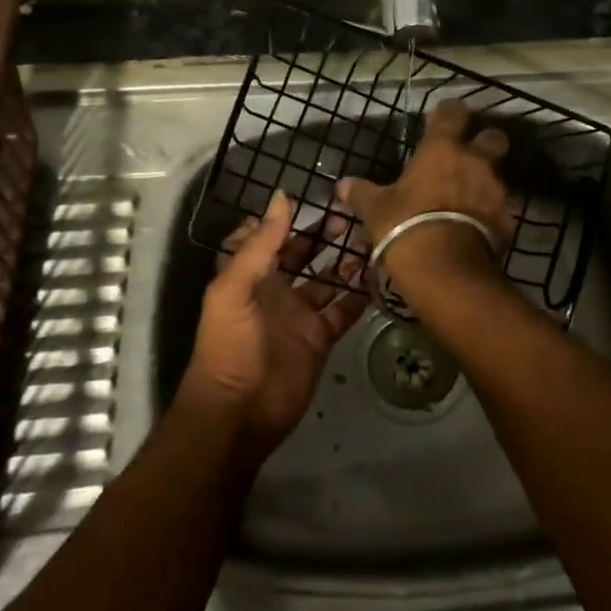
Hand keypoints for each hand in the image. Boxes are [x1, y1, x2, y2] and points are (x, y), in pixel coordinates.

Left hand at [182, 192, 368, 452]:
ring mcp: (300, 315)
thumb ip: (260, 244)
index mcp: (250, 276)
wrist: (240, 413)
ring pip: (327, 280)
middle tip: (353, 216)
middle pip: (302, 255)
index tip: (311, 199)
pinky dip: (360, 296)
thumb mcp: (235, 289)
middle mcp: (276, 291)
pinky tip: (380, 276)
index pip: (265, 238)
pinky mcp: (320, 338)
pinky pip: (344, 311)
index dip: (282, 220)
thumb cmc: (231, 345)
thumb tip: (283, 198)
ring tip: (371, 240)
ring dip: (346, 262)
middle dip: (323, 236)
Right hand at [336, 100, 513, 296]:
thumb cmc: (406, 226)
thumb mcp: (375, 210)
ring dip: (485, 182)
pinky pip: (500, 210)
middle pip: (494, 137)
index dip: (449, 112)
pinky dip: (489, 214)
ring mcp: (495, 191)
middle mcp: (475, 162)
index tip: (442, 118)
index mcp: (442, 149)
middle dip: (485, 142)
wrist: (447, 269)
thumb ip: (361, 193)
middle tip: (468, 155)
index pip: (453, 113)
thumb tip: (342, 185)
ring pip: (498, 175)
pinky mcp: (506, 220)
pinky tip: (475, 228)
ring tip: (467, 199)